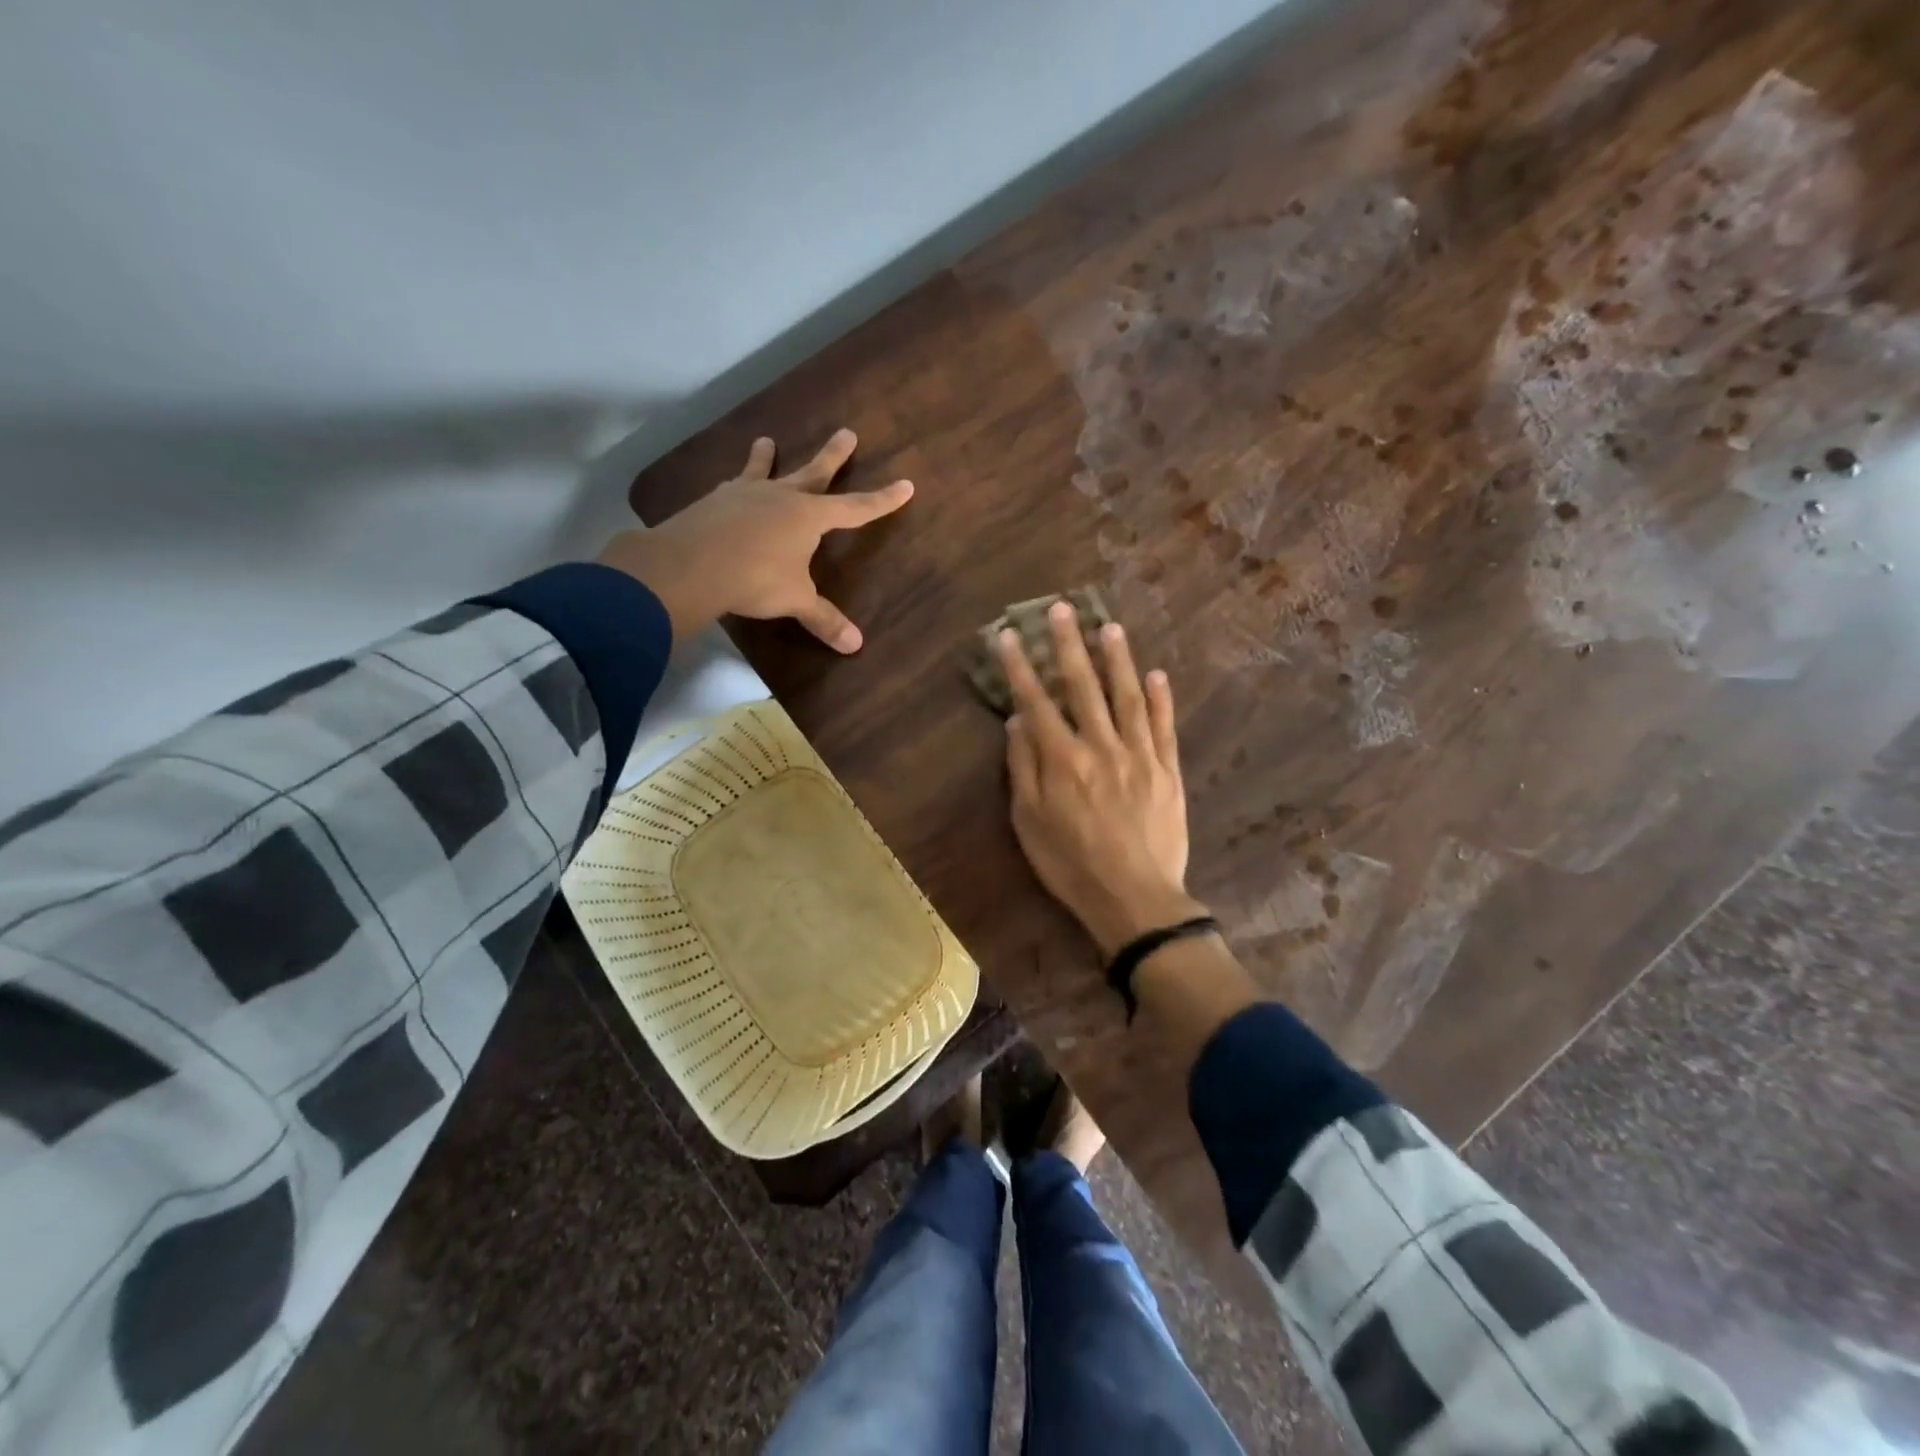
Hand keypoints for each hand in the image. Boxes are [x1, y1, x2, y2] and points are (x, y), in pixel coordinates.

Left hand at [599, 429, 912, 649]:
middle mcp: (781, 497)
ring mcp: (745, 495)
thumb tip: (856, 645)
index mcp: (810, 517)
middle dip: (834, 456)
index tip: (905, 485)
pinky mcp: (714, 502)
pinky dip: (736, 485)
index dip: (882, 500)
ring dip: (767, 457)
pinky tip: (729, 485)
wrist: (692, 565)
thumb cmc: (756, 579)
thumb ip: (824, 619)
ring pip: (764, 471)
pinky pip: (731, 488)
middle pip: (814, 473)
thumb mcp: (795, 600)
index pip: (856, 508)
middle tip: (847, 432)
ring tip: (766, 440)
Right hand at [1001, 603, 1207, 956]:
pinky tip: (1156, 674)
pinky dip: (1160, 698)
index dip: (1021, 665)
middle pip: (1082, 686)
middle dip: (1069, 644)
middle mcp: (1100, 746)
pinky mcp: (1167, 770)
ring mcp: (1139, 755)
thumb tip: (1017, 722)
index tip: (1011, 634)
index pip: (1036, 701)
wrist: (1134, 898)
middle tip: (1061, 608)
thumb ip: (1023, 768)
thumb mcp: (1030, 822)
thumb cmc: (1071, 865)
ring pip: (1126, 696)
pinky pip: (1163, 726)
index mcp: (1062, 759)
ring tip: (1108, 627)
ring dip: (1117, 659)